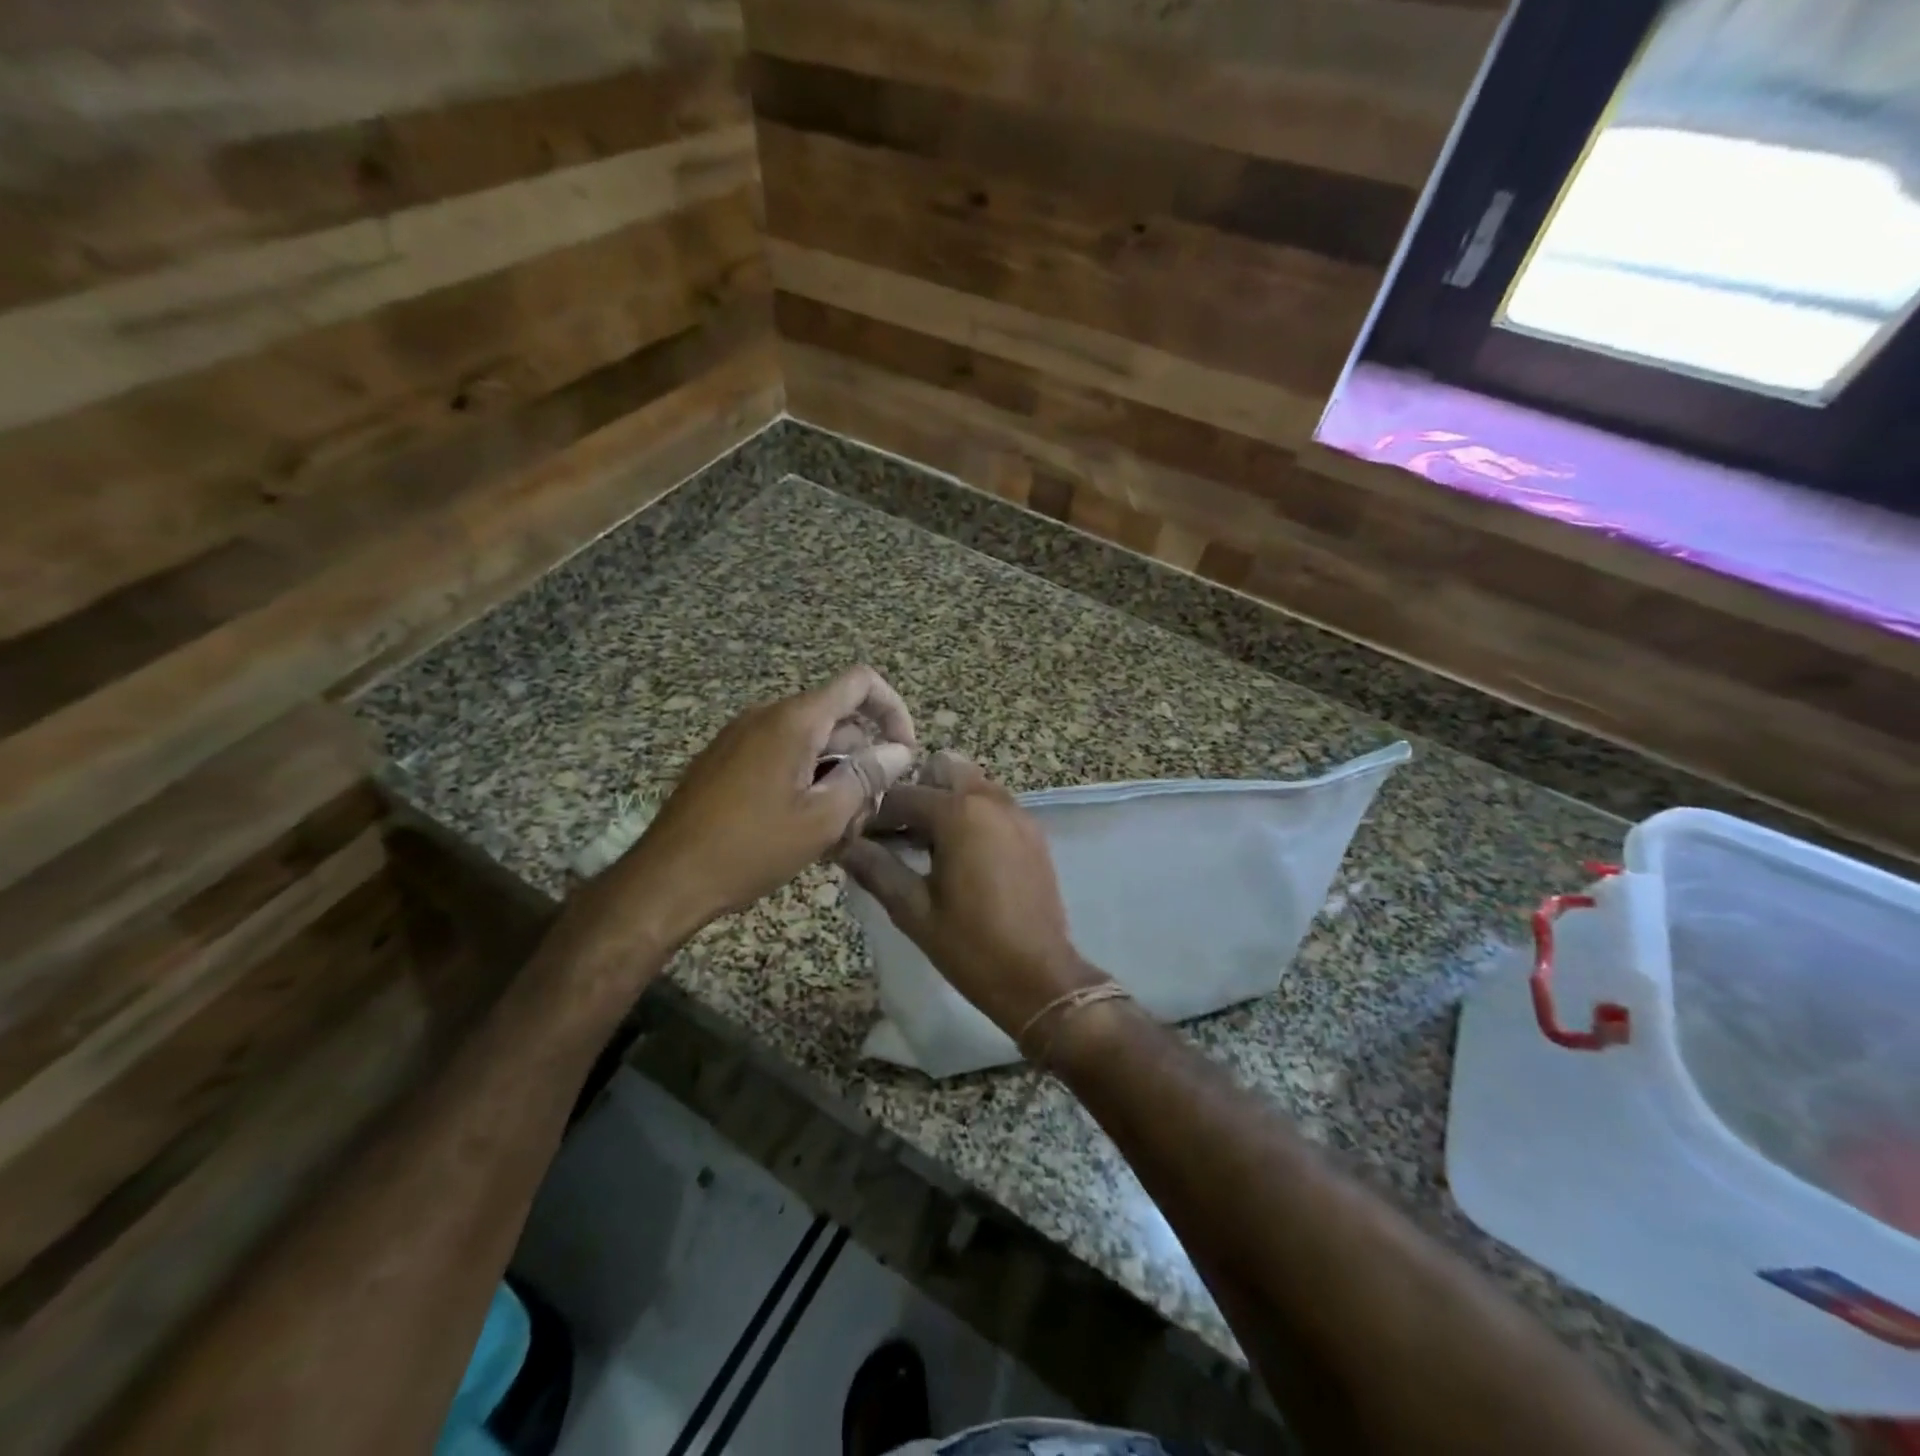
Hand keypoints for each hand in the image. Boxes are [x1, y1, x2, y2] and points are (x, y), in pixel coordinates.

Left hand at [597, 667, 917, 948]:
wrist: (666, 878)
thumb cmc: (751, 848)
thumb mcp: (822, 818)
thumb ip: (867, 777)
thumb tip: (899, 751)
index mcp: (795, 720)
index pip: (861, 683)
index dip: (894, 711)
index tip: (904, 755)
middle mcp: (768, 715)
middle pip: (838, 722)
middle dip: (864, 763)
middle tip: (868, 817)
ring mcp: (743, 737)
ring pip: (812, 745)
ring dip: (836, 780)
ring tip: (837, 834)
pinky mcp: (728, 760)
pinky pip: (782, 758)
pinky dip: (807, 783)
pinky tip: (806, 830)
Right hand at [837, 751, 1104, 1037]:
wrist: (1040, 978)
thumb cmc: (971, 947)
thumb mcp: (913, 910)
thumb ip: (876, 869)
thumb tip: (842, 845)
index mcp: (959, 813)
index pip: (901, 795)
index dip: (873, 814)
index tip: (855, 836)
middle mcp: (991, 800)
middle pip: (942, 769)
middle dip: (914, 792)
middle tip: (895, 833)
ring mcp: (1017, 814)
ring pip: (971, 783)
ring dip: (944, 800)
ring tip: (923, 846)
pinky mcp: (1032, 832)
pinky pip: (993, 804)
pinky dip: (971, 813)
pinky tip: (957, 855)